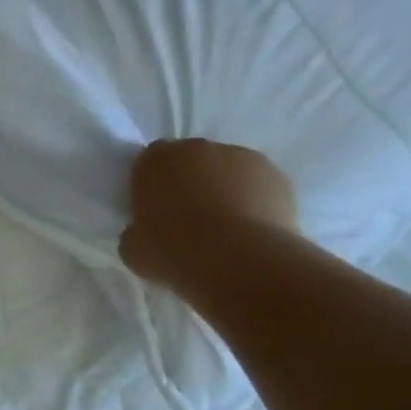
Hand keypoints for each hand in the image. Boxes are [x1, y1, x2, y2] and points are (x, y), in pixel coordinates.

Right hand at [118, 139, 299, 289]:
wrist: (238, 261)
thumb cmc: (173, 249)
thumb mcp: (133, 247)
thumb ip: (136, 231)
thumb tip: (145, 233)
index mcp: (156, 159)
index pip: (149, 163)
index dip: (152, 186)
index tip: (154, 212)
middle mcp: (198, 148)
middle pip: (190, 161)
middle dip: (189, 183)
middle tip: (189, 220)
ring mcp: (242, 157)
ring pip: (227, 171)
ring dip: (224, 189)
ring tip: (226, 229)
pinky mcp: (277, 176)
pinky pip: (258, 187)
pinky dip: (255, 201)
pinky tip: (251, 232)